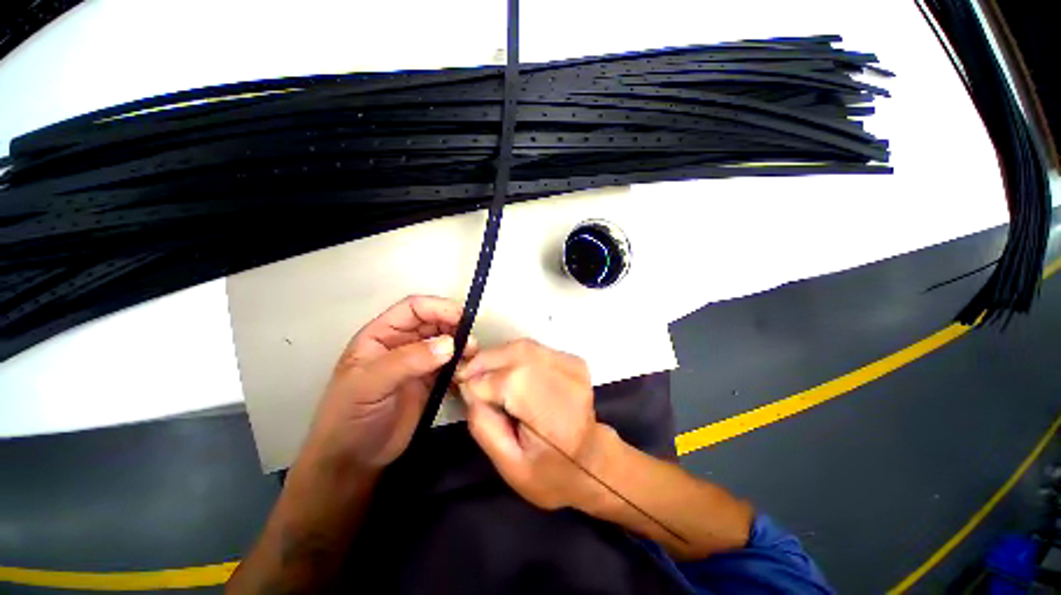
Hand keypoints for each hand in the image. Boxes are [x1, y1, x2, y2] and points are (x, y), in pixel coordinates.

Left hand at [301, 295, 474, 473]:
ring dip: (462, 346)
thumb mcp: (370, 384)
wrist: (354, 460)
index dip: (438, 308)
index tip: (462, 318)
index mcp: (381, 335)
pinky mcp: (430, 381)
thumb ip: (408, 360)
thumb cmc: (350, 416)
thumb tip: (450, 344)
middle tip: (472, 344)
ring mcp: (418, 362)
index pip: (414, 308)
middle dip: (455, 327)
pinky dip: (462, 364)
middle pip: (434, 322)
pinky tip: (468, 372)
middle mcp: (402, 343)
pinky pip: (451, 364)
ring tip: (473, 358)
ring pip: (446, 342)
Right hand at [455, 338, 612, 510]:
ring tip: (483, 374)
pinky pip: (533, 348)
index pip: (510, 383)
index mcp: (555, 420)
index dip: (480, 382)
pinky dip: (513, 355)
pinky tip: (507, 371)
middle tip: (466, 375)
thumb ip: (484, 426)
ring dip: (497, 356)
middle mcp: (569, 384)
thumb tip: (469, 388)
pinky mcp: (572, 359)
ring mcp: (573, 367)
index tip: (459, 385)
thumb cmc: (550, 472)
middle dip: (485, 361)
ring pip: (523, 347)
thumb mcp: (509, 466)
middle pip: (517, 355)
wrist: (592, 459)